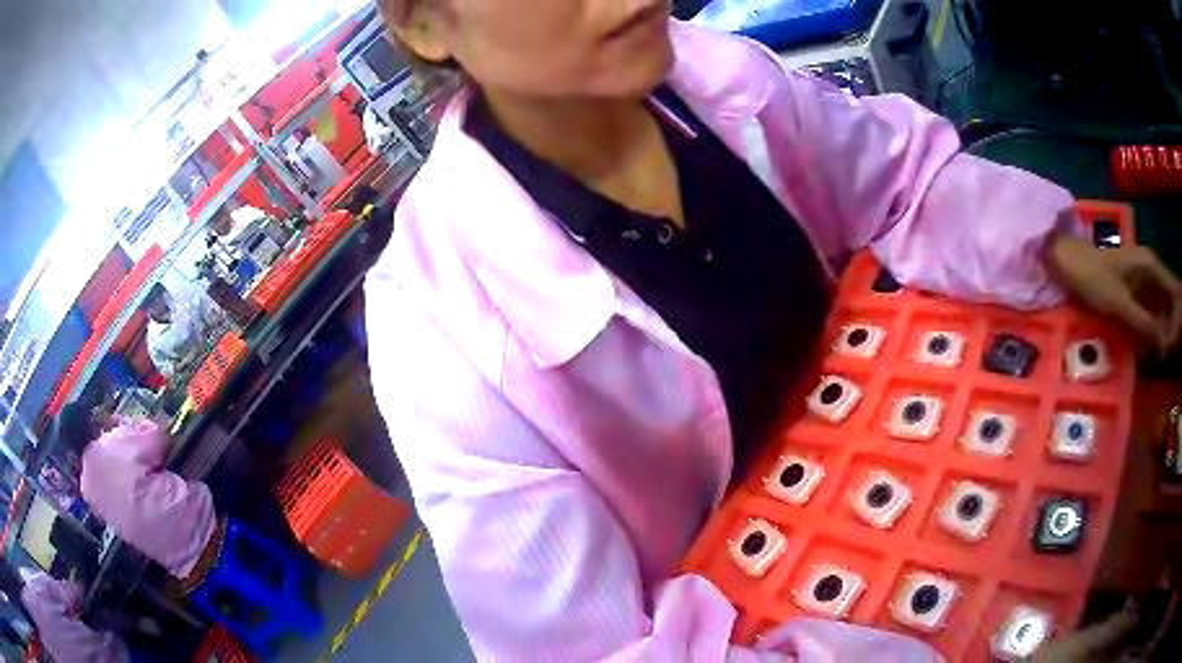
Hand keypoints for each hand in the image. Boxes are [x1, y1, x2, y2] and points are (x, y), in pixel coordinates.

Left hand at [1045, 233, 1181, 353]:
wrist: (1069, 263)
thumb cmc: (1093, 278)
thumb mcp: (1120, 303)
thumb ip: (1143, 322)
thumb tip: (1164, 344)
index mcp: (1151, 266)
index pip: (1175, 292)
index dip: (1177, 320)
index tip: (1170, 347)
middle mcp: (1152, 271)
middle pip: (1171, 301)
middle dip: (1172, 329)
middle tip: (1164, 356)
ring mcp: (1144, 281)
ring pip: (1163, 309)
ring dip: (1163, 333)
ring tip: (1158, 357)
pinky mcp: (1137, 293)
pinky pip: (1152, 313)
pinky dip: (1153, 331)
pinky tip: (1150, 349)